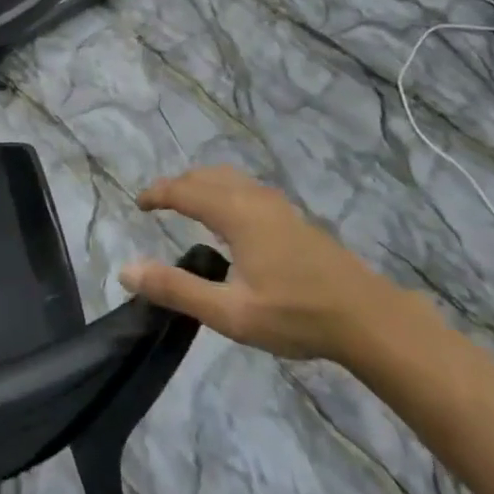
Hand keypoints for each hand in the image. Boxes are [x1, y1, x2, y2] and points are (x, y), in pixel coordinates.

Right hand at [121, 166, 394, 361]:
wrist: (366, 317)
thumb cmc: (295, 314)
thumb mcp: (230, 312)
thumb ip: (177, 289)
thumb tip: (127, 270)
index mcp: (234, 212)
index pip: (183, 190)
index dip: (157, 193)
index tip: (138, 204)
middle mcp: (253, 197)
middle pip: (206, 176)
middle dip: (178, 185)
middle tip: (158, 204)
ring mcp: (277, 205)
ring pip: (229, 177)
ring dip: (202, 184)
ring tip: (189, 204)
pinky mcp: (293, 217)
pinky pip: (246, 187)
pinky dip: (224, 189)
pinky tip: (231, 218)